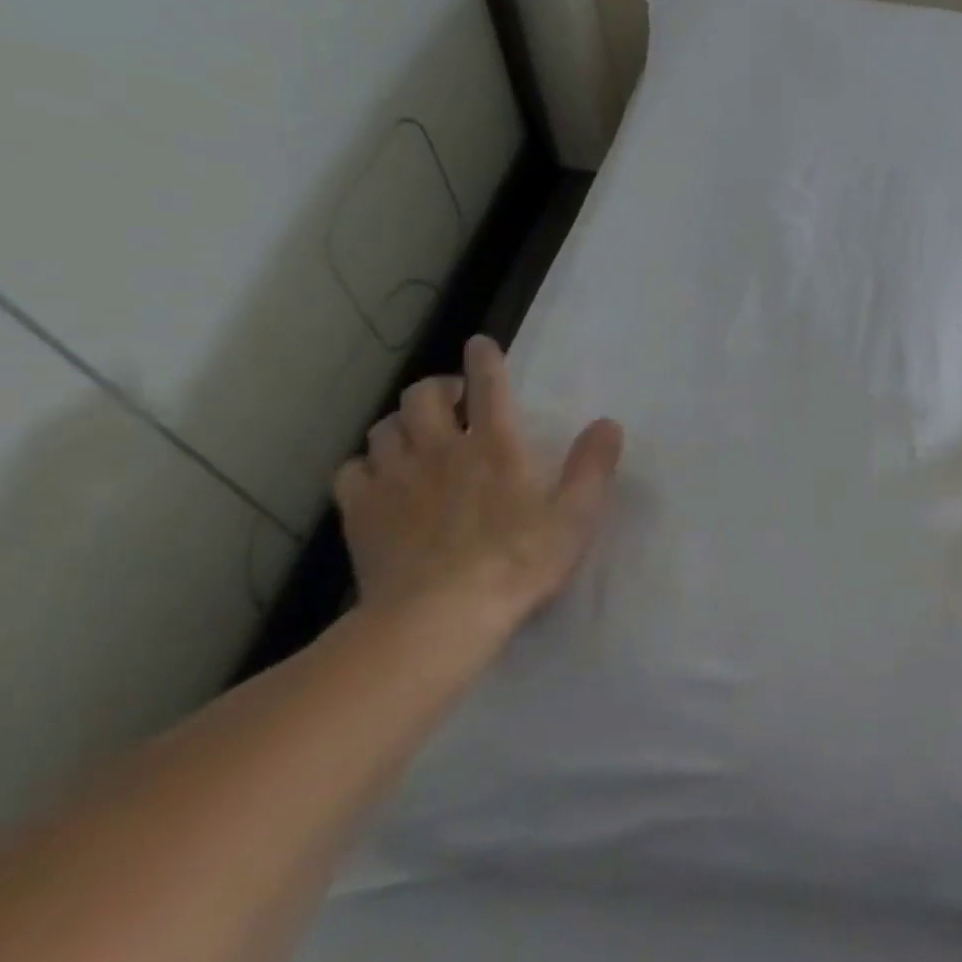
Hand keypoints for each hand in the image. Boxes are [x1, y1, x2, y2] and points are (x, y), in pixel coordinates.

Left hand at [334, 335, 623, 639]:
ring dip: (402, 423)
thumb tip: (608, 423)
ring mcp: (395, 478)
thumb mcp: (575, 517)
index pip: (488, 385)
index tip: (481, 345)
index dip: (485, 359)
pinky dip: (367, 465)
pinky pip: (353, 469)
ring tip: (416, 437)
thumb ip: (592, 467)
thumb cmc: (519, 563)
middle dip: (438, 388)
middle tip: (453, 401)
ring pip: (385, 427)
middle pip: (423, 395)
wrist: (440, 616)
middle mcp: (440, 449)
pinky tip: (381, 480)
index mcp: (495, 446)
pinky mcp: (362, 510)